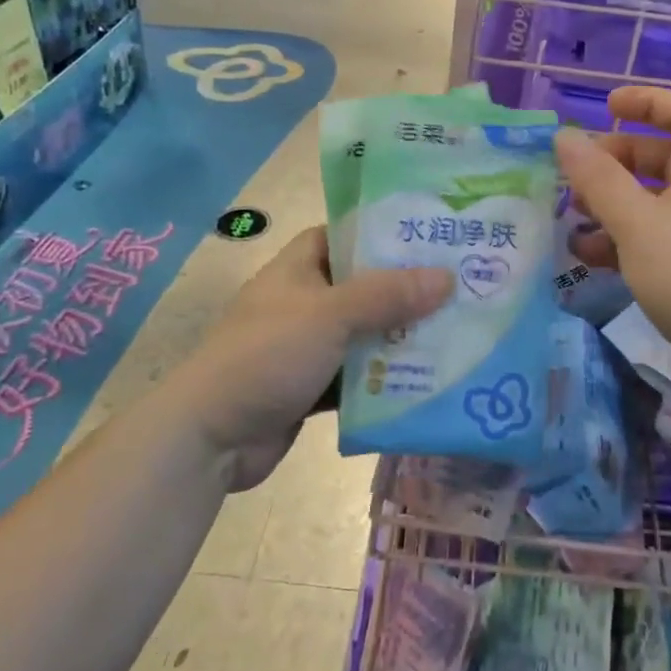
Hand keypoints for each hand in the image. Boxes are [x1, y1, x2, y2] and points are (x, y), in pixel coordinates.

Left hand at [177, 227, 452, 489]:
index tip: (431, 235)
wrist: (209, 438)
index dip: (384, 233)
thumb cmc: (266, 356)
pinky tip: (428, 378)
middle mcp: (304, 301)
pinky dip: (385, 377)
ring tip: (458, 329)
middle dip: (406, 290)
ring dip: (401, 337)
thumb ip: (387, 295)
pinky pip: (358, 375)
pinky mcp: (313, 386)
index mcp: (299, 268)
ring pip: (365, 333)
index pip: (345, 235)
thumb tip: (447, 277)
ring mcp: (308, 346)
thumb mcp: (330, 315)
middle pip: (364, 286)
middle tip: (461, 284)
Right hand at [555, 88, 670, 406]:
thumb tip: (564, 137)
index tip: (606, 107)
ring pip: (654, 205)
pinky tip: (586, 255)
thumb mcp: (640, 222)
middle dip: (617, 160)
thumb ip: (599, 179)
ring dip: (612, 206)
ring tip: (570, 215)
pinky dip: (622, 243)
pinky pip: (655, 244)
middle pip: (664, 159)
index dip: (649, 102)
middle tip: (574, 173)